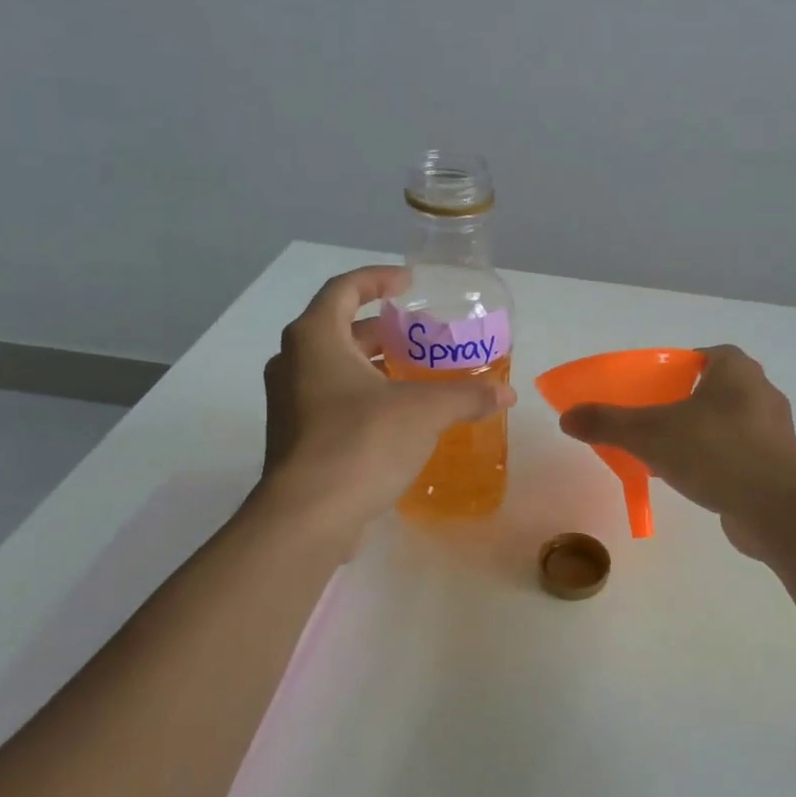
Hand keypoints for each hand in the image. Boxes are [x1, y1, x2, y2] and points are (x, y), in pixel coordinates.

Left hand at [256, 267, 514, 538]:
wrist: (308, 516)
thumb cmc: (361, 443)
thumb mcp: (424, 412)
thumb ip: (466, 396)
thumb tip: (506, 393)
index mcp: (315, 338)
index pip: (344, 289)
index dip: (378, 280)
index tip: (408, 284)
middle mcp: (293, 362)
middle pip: (338, 329)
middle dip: (381, 330)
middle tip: (420, 335)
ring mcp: (288, 403)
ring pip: (333, 368)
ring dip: (372, 365)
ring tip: (414, 374)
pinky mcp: (294, 438)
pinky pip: (330, 401)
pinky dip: (362, 396)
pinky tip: (397, 418)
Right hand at [558, 345, 795, 556]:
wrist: (776, 508)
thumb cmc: (715, 453)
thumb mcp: (649, 434)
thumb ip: (607, 423)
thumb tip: (566, 418)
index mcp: (736, 371)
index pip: (708, 355)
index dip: (681, 366)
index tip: (655, 387)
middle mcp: (761, 393)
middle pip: (718, 389)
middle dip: (688, 402)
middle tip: (656, 420)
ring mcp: (775, 432)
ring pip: (731, 424)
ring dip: (704, 434)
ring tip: (671, 454)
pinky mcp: (780, 466)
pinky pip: (742, 454)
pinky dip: (720, 462)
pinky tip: (697, 480)